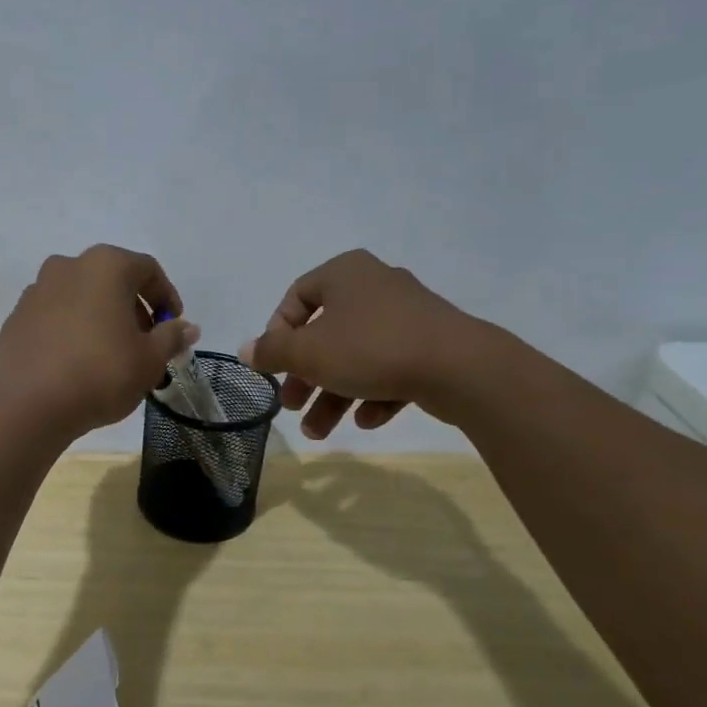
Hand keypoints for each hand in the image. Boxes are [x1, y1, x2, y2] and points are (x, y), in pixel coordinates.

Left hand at [0, 246, 199, 439]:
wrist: (28, 403)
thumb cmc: (100, 373)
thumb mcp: (149, 360)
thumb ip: (171, 337)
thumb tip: (187, 328)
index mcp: (105, 265)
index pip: (147, 270)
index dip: (166, 296)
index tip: (173, 326)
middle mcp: (68, 266)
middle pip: (112, 279)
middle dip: (133, 307)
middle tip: (144, 342)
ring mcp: (37, 289)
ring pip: (81, 296)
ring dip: (101, 316)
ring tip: (111, 354)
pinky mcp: (17, 316)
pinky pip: (55, 315)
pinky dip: (72, 328)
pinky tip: (77, 361)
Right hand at [239, 250, 492, 437]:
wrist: (461, 367)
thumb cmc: (370, 348)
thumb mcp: (308, 353)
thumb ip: (272, 352)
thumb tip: (245, 350)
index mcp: (344, 273)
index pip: (296, 297)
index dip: (278, 334)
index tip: (275, 366)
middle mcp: (375, 285)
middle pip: (326, 334)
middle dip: (306, 377)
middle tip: (292, 406)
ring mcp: (408, 315)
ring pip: (357, 356)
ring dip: (334, 395)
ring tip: (320, 432)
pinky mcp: (433, 344)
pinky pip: (391, 367)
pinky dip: (374, 393)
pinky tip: (368, 420)